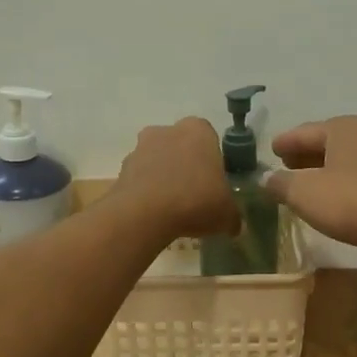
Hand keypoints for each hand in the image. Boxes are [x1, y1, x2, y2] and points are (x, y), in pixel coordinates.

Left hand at [110, 118, 239, 241]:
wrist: (144, 213)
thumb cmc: (195, 201)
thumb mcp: (226, 213)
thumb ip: (232, 216)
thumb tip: (234, 226)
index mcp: (198, 130)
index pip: (209, 139)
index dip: (212, 162)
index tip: (214, 184)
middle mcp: (167, 130)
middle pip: (180, 147)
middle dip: (186, 167)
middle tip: (194, 196)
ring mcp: (140, 147)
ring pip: (158, 161)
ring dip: (163, 178)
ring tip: (172, 209)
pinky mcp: (122, 168)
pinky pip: (140, 179)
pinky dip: (146, 192)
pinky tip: (154, 214)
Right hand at [264, 116, 356, 253]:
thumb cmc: (355, 202)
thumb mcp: (304, 193)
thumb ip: (280, 184)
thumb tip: (266, 179)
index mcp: (346, 127)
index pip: (305, 131)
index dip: (285, 142)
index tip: (270, 151)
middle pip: (328, 144)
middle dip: (305, 156)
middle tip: (284, 168)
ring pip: (347, 164)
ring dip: (325, 174)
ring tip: (305, 190)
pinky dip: (344, 188)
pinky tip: (335, 205)